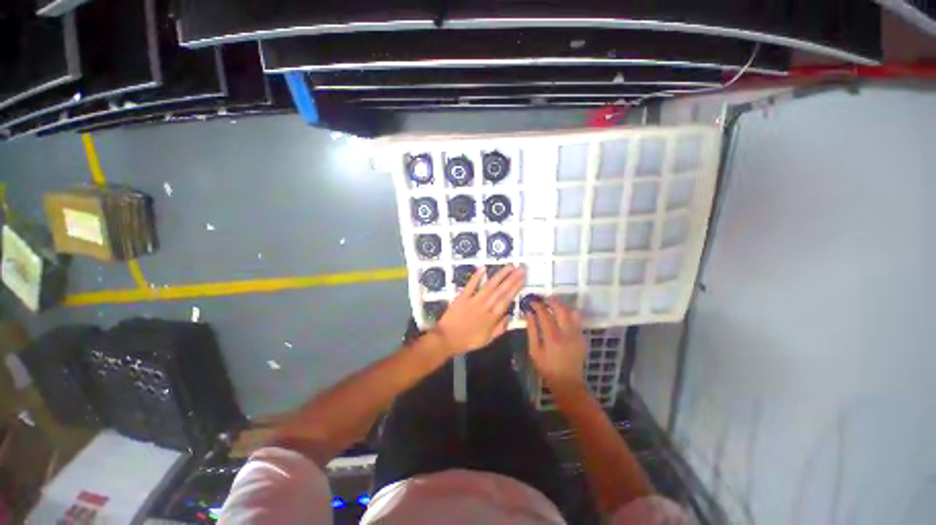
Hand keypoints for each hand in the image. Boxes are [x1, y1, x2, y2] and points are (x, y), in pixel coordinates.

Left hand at [433, 265, 524, 355]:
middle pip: (501, 290)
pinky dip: (477, 276)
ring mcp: (474, 300)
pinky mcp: (462, 297)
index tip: (523, 278)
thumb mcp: (487, 340)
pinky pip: (471, 285)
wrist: (447, 339)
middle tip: (521, 268)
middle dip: (512, 278)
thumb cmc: (468, 340)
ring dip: (500, 275)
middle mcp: (485, 306)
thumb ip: (500, 328)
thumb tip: (510, 316)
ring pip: (489, 285)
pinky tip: (483, 268)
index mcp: (492, 317)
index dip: (516, 288)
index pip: (507, 299)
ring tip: (510, 266)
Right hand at [526, 297, 586, 392]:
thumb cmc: (547, 367)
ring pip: (571, 312)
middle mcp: (567, 333)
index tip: (532, 302)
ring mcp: (577, 334)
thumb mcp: (534, 350)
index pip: (544, 314)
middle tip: (544, 299)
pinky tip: (561, 316)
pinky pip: (576, 320)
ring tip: (553, 304)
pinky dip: (568, 314)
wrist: (568, 382)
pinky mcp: (583, 337)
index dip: (537, 305)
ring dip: (561, 305)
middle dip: (552, 301)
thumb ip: (532, 330)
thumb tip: (529, 313)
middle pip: (561, 309)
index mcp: (552, 337)